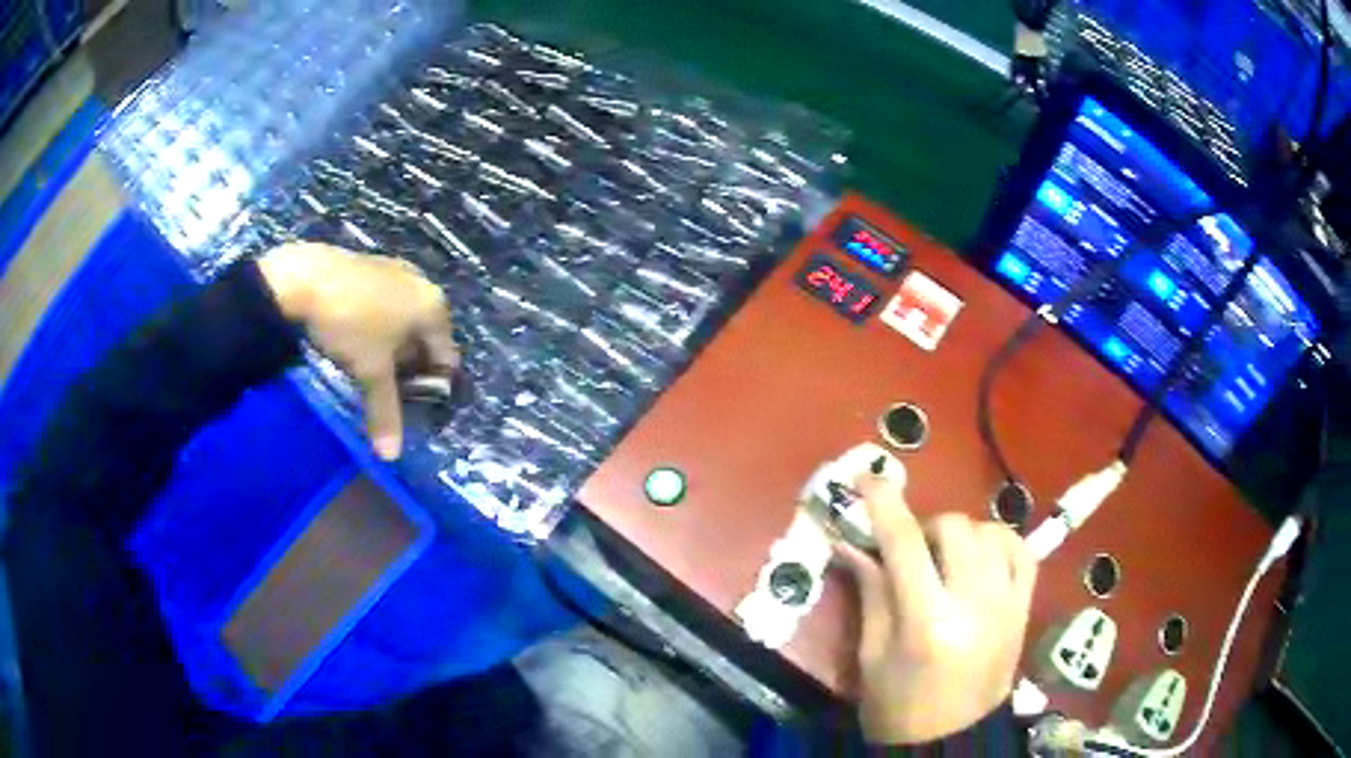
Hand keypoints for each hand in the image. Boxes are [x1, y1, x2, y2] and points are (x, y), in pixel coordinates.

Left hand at [258, 242, 457, 459]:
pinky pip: (383, 305)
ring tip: (368, 368)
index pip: (447, 357)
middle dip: (410, 367)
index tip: (413, 406)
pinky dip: (375, 326)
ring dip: (391, 347)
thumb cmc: (351, 324)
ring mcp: (395, 271)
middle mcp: (422, 284)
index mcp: (433, 307)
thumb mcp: (370, 372)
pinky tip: (353, 338)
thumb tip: (391, 457)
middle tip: (388, 390)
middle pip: (424, 338)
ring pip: (402, 320)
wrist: (304, 278)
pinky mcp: (370, 266)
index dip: (432, 386)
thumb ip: (385, 412)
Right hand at [835, 471, 1036, 744]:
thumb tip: (851, 542)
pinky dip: (999, 542)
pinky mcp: (1025, 607)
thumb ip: (870, 592)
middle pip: (954, 527)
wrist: (953, 738)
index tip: (867, 477)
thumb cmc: (898, 706)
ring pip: (990, 531)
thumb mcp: (871, 655)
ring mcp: (1007, 603)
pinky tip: (982, 558)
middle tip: (912, 555)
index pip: (905, 544)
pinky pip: (1022, 550)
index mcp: (927, 623)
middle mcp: (974, 604)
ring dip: (962, 536)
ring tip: (947, 563)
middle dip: (926, 529)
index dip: (884, 504)